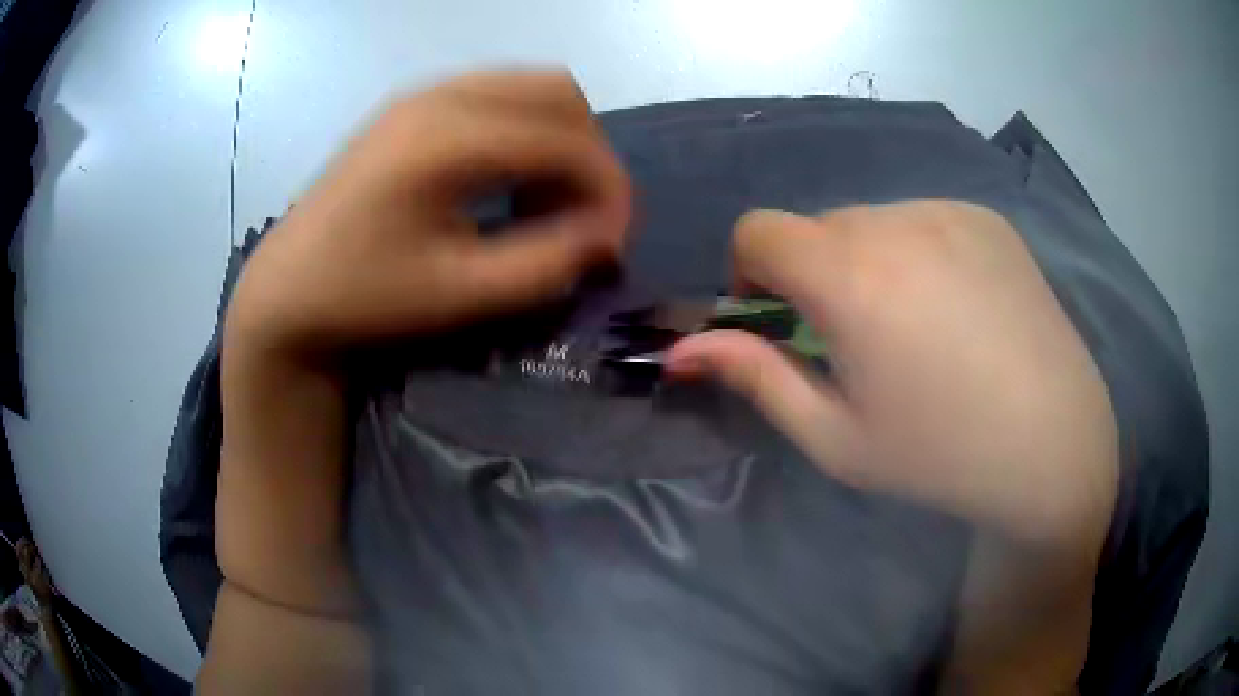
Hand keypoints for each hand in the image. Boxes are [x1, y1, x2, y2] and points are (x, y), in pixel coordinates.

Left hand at [213, 70, 629, 620]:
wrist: (288, 289)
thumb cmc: (364, 298)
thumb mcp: (458, 295)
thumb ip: (544, 263)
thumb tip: (607, 238)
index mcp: (447, 139)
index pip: (565, 138)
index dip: (608, 187)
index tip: (615, 241)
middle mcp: (440, 96)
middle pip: (558, 92)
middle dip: (590, 152)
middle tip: (585, 215)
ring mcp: (423, 94)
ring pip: (529, 86)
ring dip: (559, 137)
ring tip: (547, 200)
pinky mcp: (413, 105)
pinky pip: (496, 94)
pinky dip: (525, 129)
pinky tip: (508, 179)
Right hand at [668, 202, 1117, 549]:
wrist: (1053, 443)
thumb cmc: (940, 455)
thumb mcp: (836, 437)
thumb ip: (757, 378)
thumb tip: (684, 349)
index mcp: (852, 276)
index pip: (758, 230)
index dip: (751, 273)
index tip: (780, 322)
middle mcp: (898, 221)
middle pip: (817, 226)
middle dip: (814, 274)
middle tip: (855, 340)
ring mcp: (950, 211)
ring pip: (872, 220)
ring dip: (868, 262)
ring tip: (915, 328)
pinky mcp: (988, 218)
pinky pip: (925, 219)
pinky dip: (918, 253)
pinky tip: (958, 309)